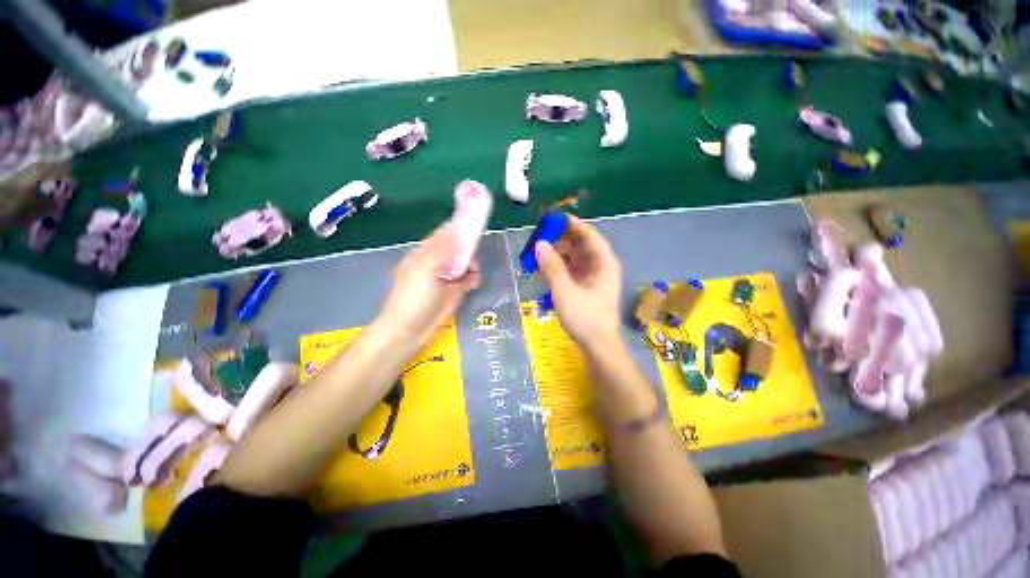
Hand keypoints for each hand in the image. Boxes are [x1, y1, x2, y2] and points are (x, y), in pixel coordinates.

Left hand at [376, 225, 480, 352]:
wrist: (410, 330)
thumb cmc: (413, 297)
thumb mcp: (425, 268)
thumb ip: (442, 249)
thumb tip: (457, 230)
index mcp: (425, 253)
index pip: (444, 235)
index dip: (458, 230)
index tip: (473, 229)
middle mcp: (437, 262)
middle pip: (458, 248)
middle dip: (468, 249)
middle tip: (472, 258)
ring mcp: (447, 277)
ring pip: (465, 262)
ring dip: (472, 264)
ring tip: (473, 272)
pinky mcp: (456, 290)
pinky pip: (469, 278)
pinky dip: (474, 278)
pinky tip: (474, 282)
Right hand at [535, 215, 622, 351]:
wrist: (598, 346)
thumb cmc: (584, 317)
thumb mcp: (564, 290)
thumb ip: (552, 266)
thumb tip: (539, 243)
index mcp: (604, 263)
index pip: (590, 235)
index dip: (573, 225)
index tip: (555, 218)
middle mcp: (602, 267)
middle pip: (581, 246)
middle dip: (561, 241)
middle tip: (540, 238)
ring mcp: (595, 278)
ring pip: (576, 259)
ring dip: (558, 256)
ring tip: (538, 255)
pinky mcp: (588, 288)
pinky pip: (573, 271)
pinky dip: (560, 269)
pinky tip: (544, 271)